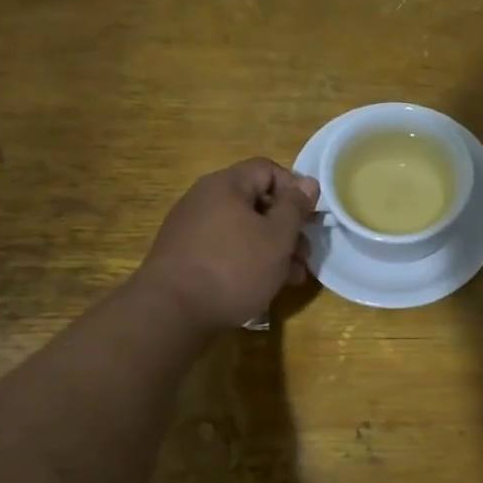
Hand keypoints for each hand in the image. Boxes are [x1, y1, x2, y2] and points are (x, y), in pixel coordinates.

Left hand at [134, 159, 318, 336]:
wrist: (172, 312)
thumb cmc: (234, 268)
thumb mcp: (277, 237)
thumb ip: (295, 207)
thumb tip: (308, 183)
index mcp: (225, 185)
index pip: (268, 169)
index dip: (294, 189)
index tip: (310, 218)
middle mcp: (204, 199)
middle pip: (256, 202)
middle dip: (286, 228)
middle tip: (305, 256)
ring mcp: (192, 229)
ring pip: (243, 231)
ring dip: (272, 250)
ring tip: (291, 278)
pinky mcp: (186, 257)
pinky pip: (226, 250)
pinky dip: (248, 262)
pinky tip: (262, 286)